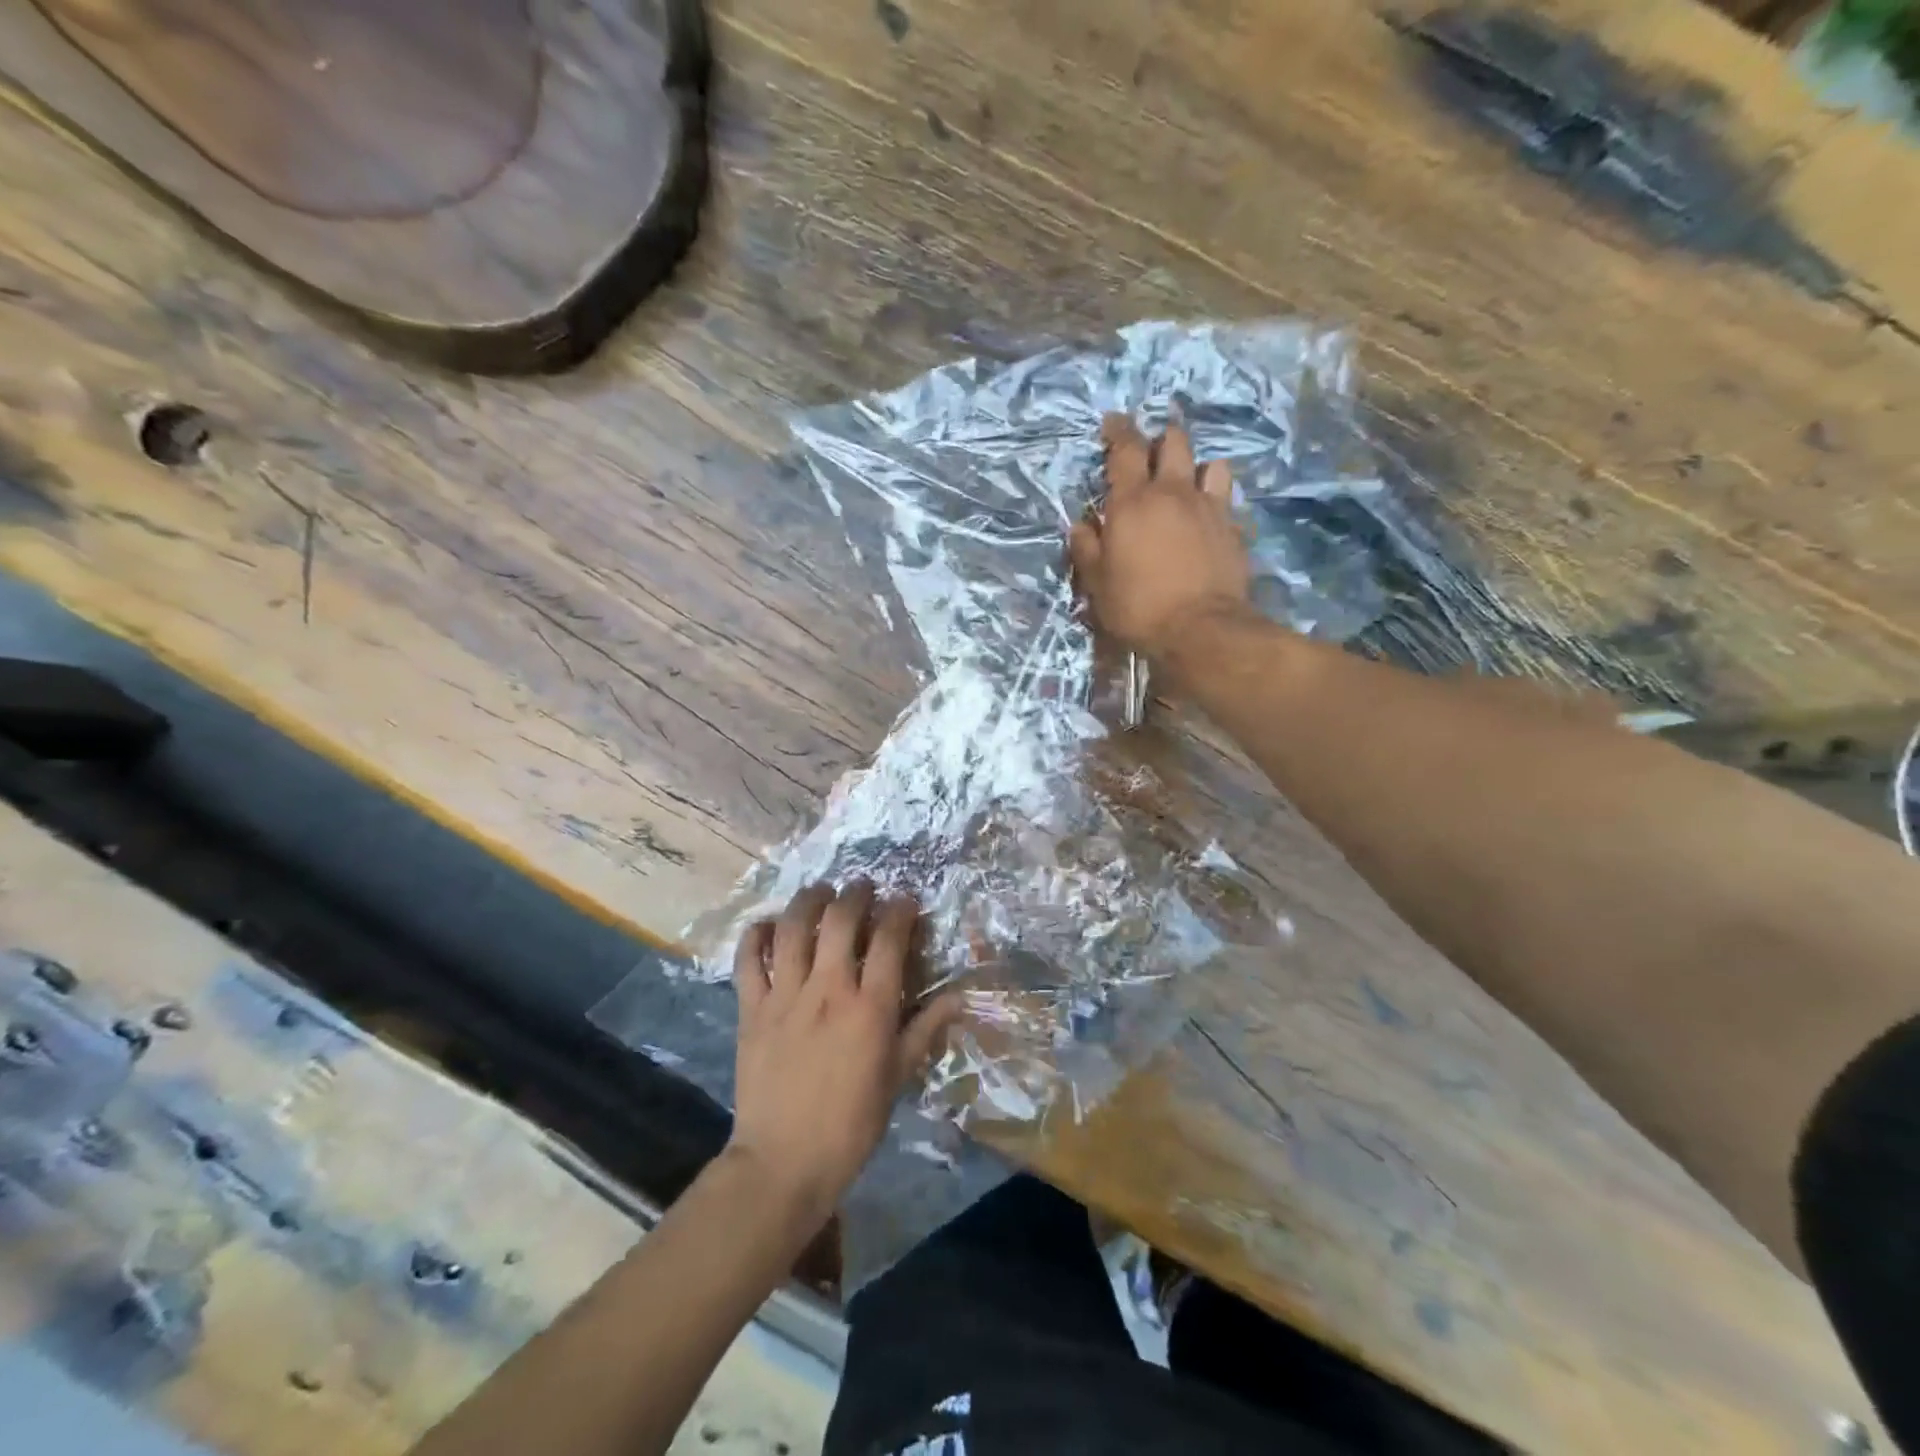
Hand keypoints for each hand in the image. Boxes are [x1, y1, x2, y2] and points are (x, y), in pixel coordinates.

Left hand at [727, 882, 961, 1222]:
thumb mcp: (898, 1077)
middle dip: (855, 894)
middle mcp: (828, 990)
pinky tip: (768, 925)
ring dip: (809, 901)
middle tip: (862, 887)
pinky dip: (756, 935)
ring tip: (819, 892)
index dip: (900, 911)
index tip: (904, 900)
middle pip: (841, 920)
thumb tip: (958, 997)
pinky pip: (749, 960)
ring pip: (794, 928)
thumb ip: (925, 1030)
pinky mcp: (752, 1009)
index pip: (890, 940)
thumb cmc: (851, 1124)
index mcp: (870, 1008)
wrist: (783, 1162)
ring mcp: (785, 996)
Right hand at [1070, 415, 1251, 661]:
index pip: (1125, 449)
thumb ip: (1087, 547)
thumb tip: (1082, 525)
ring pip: (1209, 462)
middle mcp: (1173, 492)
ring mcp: (1209, 507)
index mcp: (1133, 502)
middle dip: (1159, 439)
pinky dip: (1215, 497)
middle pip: (1173, 441)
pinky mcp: (1233, 527)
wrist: (1200, 629)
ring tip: (1186, 481)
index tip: (1112, 421)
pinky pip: (1226, 497)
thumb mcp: (1097, 583)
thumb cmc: (1139, 607)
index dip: (1118, 430)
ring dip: (1195, 465)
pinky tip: (1208, 514)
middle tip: (1149, 453)